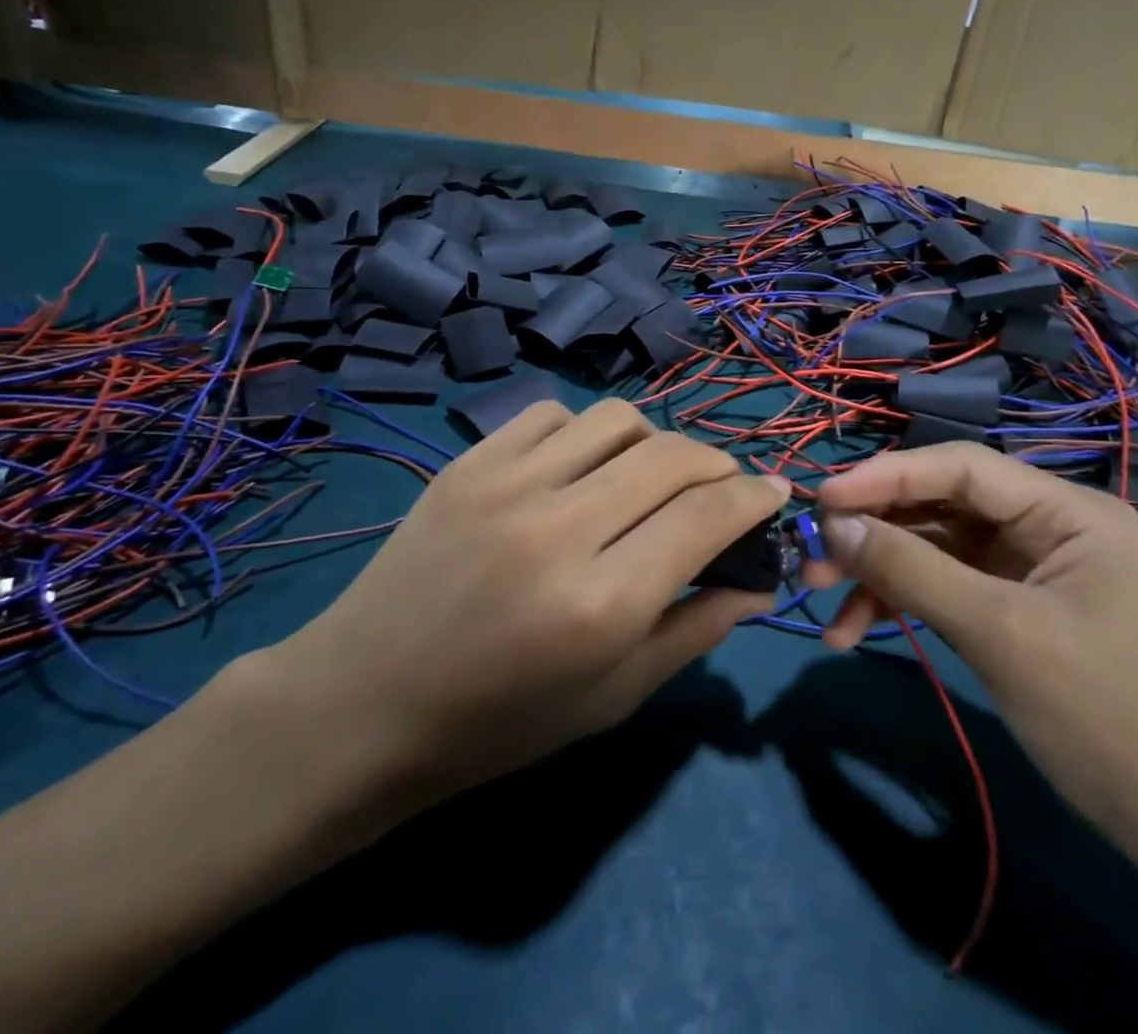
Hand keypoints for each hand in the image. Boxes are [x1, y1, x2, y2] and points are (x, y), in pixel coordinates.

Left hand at [261, 398, 785, 832]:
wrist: (364, 702)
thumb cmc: (499, 723)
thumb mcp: (613, 697)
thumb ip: (696, 630)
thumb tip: (759, 580)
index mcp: (601, 604)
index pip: (708, 518)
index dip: (755, 498)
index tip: (773, 495)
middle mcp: (560, 529)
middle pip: (673, 456)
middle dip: (718, 465)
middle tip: (721, 489)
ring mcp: (507, 484)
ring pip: (618, 419)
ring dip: (655, 442)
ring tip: (649, 476)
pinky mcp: (469, 462)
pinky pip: (554, 415)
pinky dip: (587, 435)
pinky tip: (580, 470)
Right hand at [804, 443, 1137, 869]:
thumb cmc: (1100, 715)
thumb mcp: (998, 633)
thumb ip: (911, 569)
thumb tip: (833, 524)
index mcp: (1068, 510)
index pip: (962, 467)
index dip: (887, 476)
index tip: (823, 498)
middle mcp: (1047, 522)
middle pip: (940, 504)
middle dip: (874, 531)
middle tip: (812, 557)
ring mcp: (1026, 562)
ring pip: (932, 544)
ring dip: (876, 572)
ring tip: (820, 599)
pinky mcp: (1009, 599)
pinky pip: (941, 582)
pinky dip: (899, 602)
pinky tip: (854, 631)